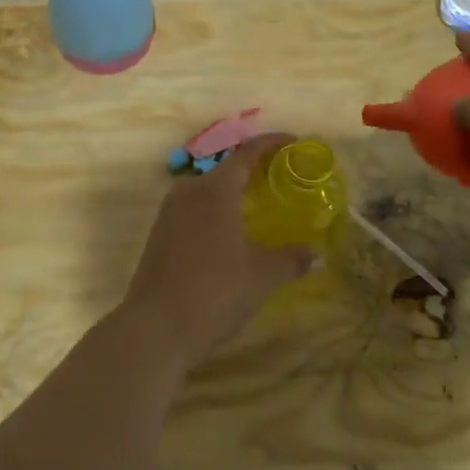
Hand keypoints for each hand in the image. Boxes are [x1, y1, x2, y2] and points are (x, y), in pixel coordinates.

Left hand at [117, 134, 314, 367]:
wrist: (156, 328)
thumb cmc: (215, 291)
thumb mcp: (262, 275)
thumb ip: (290, 259)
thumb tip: (314, 254)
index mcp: (215, 190)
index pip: (246, 153)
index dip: (271, 144)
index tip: (293, 141)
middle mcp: (188, 192)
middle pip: (224, 170)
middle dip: (252, 170)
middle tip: (279, 177)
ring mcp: (168, 214)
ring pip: (205, 192)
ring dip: (231, 193)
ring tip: (256, 206)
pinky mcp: (158, 236)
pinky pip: (192, 211)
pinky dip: (214, 212)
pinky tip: (228, 235)